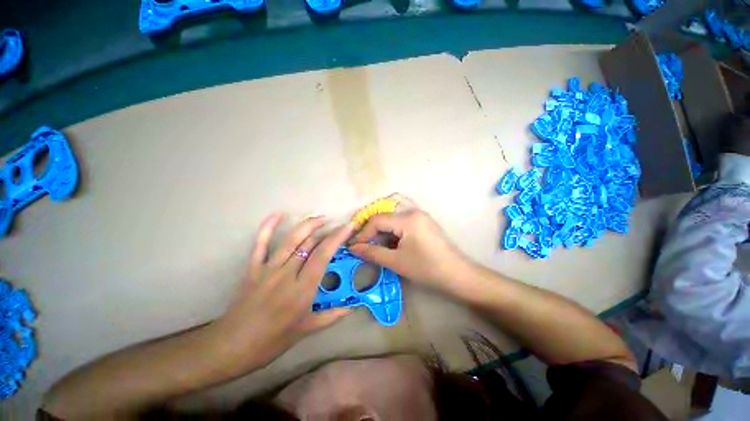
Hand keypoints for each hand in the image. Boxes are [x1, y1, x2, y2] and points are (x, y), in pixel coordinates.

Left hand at [211, 213, 354, 374]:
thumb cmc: (272, 340)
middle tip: (339, 225)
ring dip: (307, 225)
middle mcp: (287, 274)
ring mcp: (268, 269)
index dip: (338, 238)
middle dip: (327, 231)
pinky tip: (277, 214)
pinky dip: (268, 227)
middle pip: (310, 244)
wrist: (232, 346)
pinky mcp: (253, 268)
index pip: (323, 255)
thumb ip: (331, 316)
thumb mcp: (306, 330)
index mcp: (302, 289)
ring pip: (291, 240)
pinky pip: (261, 244)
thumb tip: (351, 308)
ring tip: (321, 218)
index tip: (349, 227)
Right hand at [348, 197, 470, 291]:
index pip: (377, 220)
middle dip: (371, 223)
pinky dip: (392, 218)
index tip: (354, 246)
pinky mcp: (423, 219)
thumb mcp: (396, 262)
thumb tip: (353, 248)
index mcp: (407, 218)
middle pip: (384, 208)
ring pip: (394, 205)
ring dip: (382, 217)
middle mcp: (413, 210)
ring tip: (374, 233)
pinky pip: (403, 211)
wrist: (457, 274)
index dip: (363, 233)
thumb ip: (372, 253)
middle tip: (363, 238)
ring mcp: (420, 213)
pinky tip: (389, 232)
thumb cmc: (427, 269)